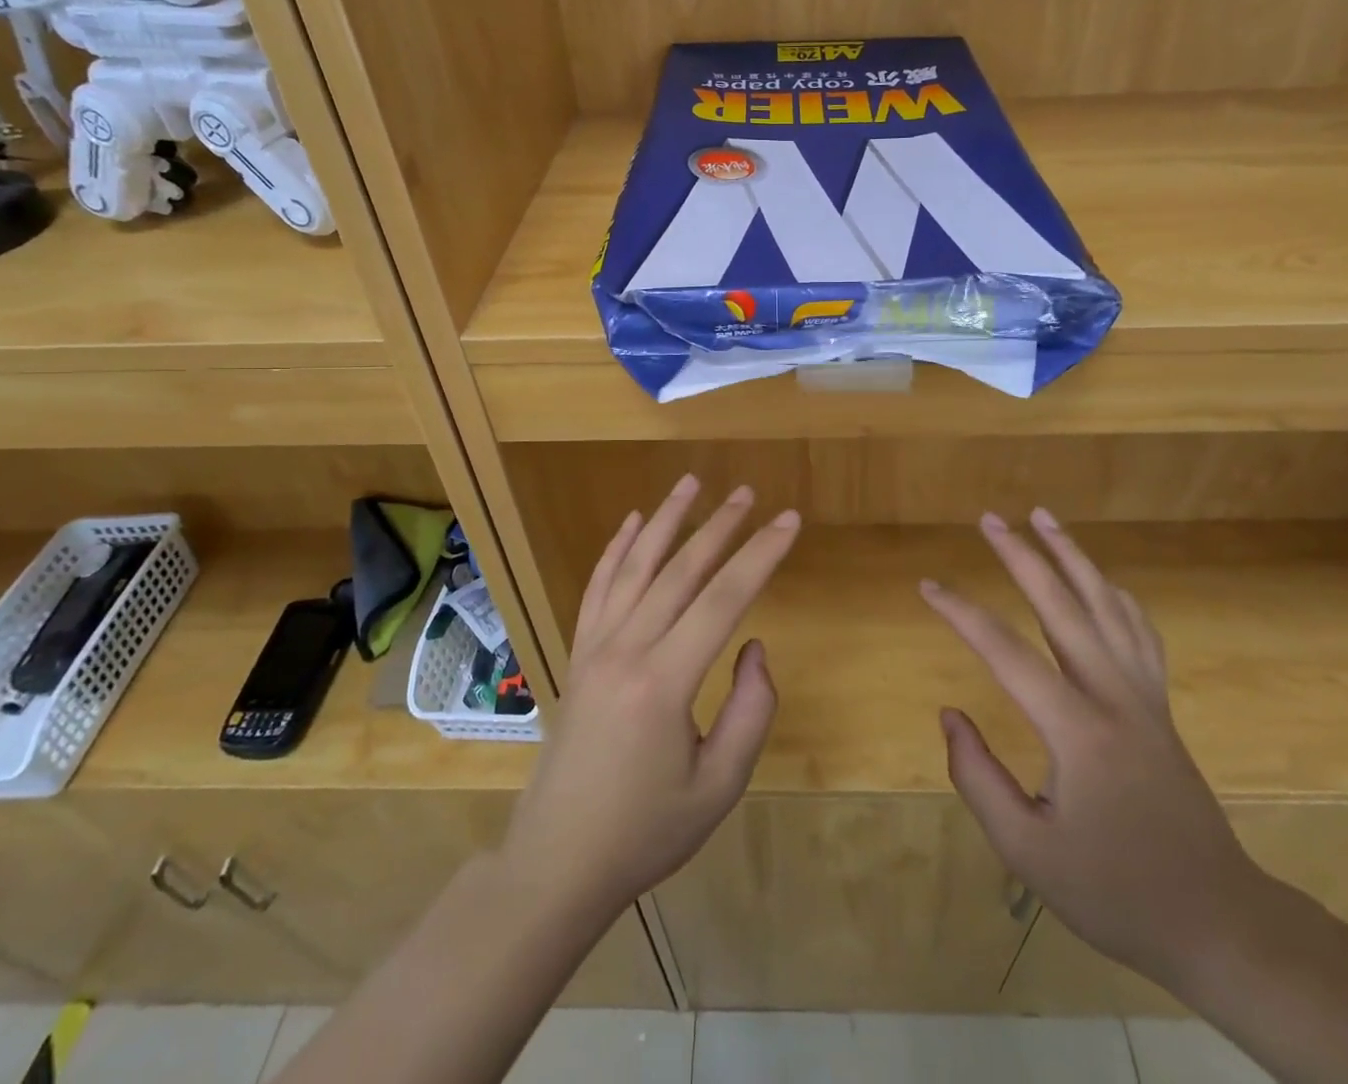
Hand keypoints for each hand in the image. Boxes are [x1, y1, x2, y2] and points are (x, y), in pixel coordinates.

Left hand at [502, 475, 799, 925]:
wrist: (558, 863)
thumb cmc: (646, 832)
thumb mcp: (719, 786)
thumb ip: (750, 710)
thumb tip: (753, 645)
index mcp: (664, 682)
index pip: (723, 599)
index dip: (761, 555)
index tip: (789, 521)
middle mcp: (626, 649)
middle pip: (680, 571)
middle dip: (720, 526)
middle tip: (748, 492)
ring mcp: (595, 648)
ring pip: (635, 567)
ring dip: (666, 521)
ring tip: (691, 483)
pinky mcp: (578, 655)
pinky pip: (597, 588)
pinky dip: (615, 550)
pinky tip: (632, 523)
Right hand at [922, 508, 1268, 987]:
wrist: (1219, 921)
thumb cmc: (1115, 891)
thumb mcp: (1029, 851)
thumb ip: (978, 779)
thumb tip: (950, 716)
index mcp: (1077, 730)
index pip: (1006, 652)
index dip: (961, 613)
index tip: (927, 586)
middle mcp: (1114, 696)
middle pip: (1063, 606)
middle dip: (1022, 556)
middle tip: (990, 518)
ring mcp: (1144, 696)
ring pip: (1107, 605)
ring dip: (1073, 556)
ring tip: (1044, 517)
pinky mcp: (1160, 706)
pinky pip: (1139, 631)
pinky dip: (1115, 594)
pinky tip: (1100, 580)